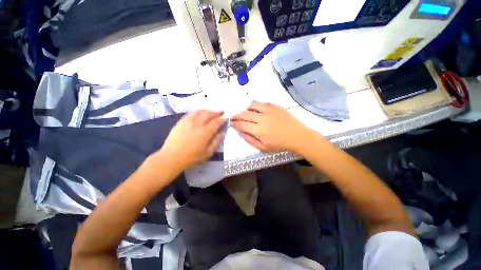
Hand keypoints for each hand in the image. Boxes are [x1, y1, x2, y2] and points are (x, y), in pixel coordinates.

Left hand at [155, 110, 225, 170]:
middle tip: (221, 112)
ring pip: (200, 111)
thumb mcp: (207, 153)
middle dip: (216, 112)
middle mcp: (197, 124)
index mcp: (205, 132)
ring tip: (212, 111)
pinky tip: (200, 112)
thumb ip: (216, 142)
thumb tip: (222, 134)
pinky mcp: (181, 122)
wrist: (171, 157)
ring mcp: (188, 121)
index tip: (226, 117)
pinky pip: (191, 113)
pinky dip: (198, 111)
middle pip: (209, 114)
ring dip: (208, 110)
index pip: (216, 122)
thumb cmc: (191, 157)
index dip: (222, 119)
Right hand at [231, 101, 314, 152]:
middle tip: (234, 117)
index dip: (235, 123)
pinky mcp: (275, 106)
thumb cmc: (279, 144)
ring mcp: (269, 110)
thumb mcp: (263, 147)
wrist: (297, 136)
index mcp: (258, 130)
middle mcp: (261, 118)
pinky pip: (263, 103)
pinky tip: (258, 110)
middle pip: (244, 114)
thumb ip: (250, 140)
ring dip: (247, 108)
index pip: (242, 124)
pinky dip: (257, 106)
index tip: (231, 123)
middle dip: (237, 115)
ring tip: (247, 112)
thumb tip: (240, 132)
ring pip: (252, 105)